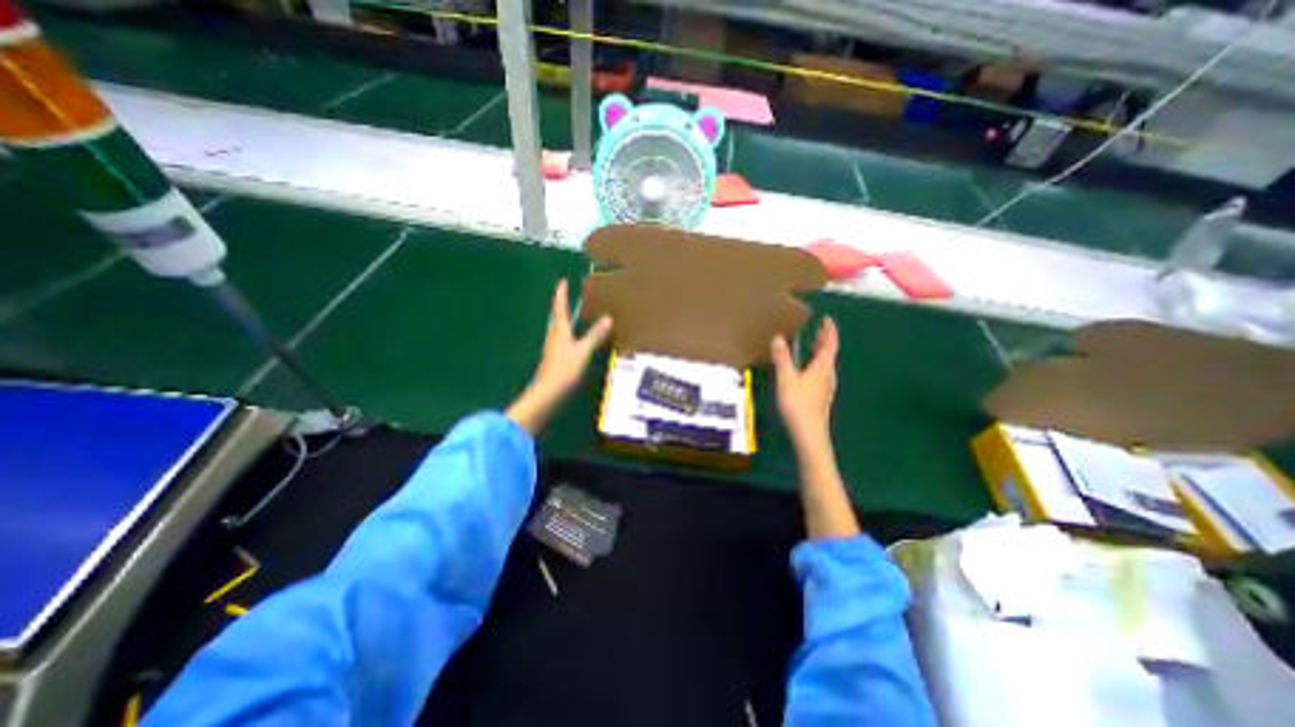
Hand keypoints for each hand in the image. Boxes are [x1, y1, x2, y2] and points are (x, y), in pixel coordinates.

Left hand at [506, 279, 613, 432]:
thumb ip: (595, 335)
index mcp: (559, 330)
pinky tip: (572, 336)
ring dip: (563, 316)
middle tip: (567, 293)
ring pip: (558, 326)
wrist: (548, 393)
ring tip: (572, 310)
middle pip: (557, 315)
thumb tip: (608, 318)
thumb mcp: (583, 351)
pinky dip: (567, 330)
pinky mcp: (555, 357)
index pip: (560, 307)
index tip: (562, 280)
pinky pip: (561, 337)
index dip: (561, 294)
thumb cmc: (564, 370)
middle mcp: (554, 335)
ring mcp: (553, 347)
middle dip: (561, 303)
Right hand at [768, 316, 841, 449]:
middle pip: (829, 353)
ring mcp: (825, 387)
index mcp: (822, 367)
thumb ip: (782, 357)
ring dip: (819, 352)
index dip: (829, 330)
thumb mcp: (786, 378)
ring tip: (810, 346)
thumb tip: (778, 337)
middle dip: (824, 340)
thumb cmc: (798, 404)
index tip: (827, 319)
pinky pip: (820, 374)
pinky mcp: (820, 397)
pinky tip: (805, 370)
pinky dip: (815, 364)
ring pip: (825, 364)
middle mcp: (827, 375)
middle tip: (817, 330)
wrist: (809, 434)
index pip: (830, 343)